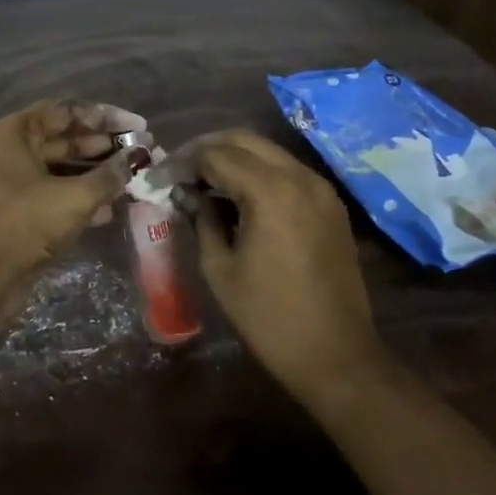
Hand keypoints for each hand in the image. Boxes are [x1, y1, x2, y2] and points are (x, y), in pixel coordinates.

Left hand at [0, 99, 145, 305]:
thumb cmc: (24, 223)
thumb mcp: (74, 197)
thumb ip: (110, 175)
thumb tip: (139, 158)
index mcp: (16, 133)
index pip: (64, 110)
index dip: (102, 116)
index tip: (136, 127)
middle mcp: (13, 151)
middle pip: (65, 137)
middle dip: (105, 145)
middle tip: (143, 152)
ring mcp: (16, 182)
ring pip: (64, 168)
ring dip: (98, 173)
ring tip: (135, 177)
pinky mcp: (22, 211)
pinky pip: (58, 194)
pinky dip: (84, 197)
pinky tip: (114, 208)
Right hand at [192, 130, 382, 410]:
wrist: (336, 355)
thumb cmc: (268, 316)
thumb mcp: (220, 268)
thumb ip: (202, 220)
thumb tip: (187, 194)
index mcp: (270, 191)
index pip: (216, 155)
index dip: (182, 162)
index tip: (159, 178)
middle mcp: (299, 177)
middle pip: (244, 140)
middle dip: (207, 149)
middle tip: (179, 171)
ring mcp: (321, 189)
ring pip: (268, 152)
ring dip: (233, 158)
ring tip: (204, 182)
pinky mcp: (331, 205)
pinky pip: (288, 171)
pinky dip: (258, 172)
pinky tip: (238, 196)